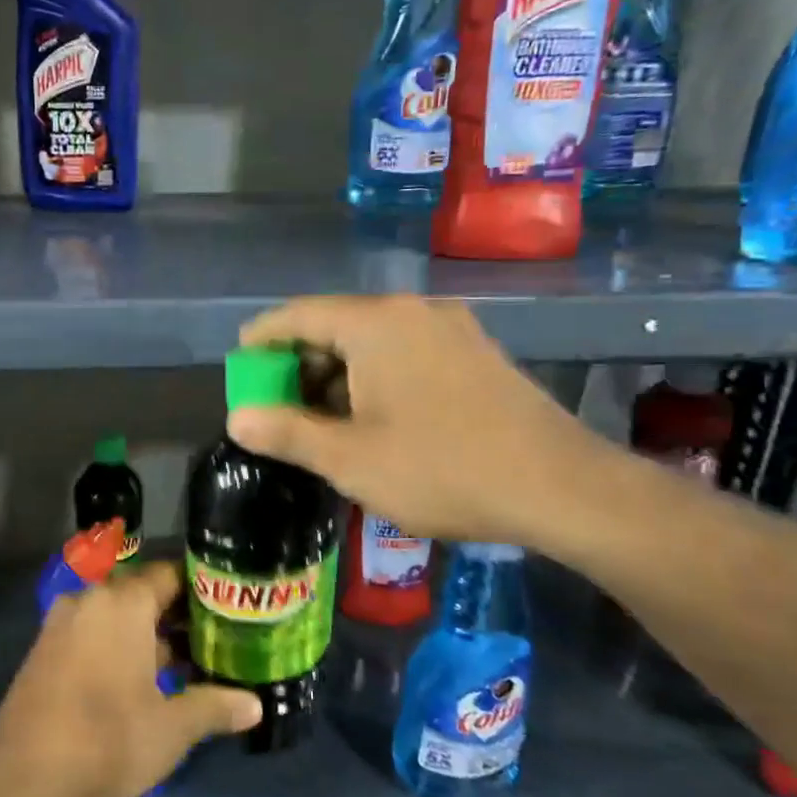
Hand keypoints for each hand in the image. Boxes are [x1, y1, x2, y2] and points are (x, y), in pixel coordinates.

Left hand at [0, 562, 261, 796]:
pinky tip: (144, 682)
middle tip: (217, 641)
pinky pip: (94, 634)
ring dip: (150, 637)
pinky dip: (120, 648)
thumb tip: (255, 704)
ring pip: (118, 617)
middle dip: (179, 618)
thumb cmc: (105, 743)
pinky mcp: (46, 650)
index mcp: (122, 602)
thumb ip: (213, 708)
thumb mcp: (170, 730)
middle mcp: (91, 599)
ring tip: (189, 665)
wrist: (18, 781)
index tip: (230, 609)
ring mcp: (63, 624)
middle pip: (144, 595)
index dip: (203, 590)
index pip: (171, 574)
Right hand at [228, 295, 618, 549]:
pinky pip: (406, 352)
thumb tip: (237, 418)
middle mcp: (412, 311)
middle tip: (277, 404)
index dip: (261, 338)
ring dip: (337, 372)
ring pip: (373, 340)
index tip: (240, 364)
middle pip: (335, 324)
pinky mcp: (476, 352)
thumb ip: (286, 432)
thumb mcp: (349, 459)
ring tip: (321, 419)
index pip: (298, 315)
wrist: (560, 486)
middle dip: (299, 362)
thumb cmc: (441, 468)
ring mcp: (450, 329)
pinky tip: (373, 417)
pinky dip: (374, 375)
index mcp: (375, 323)